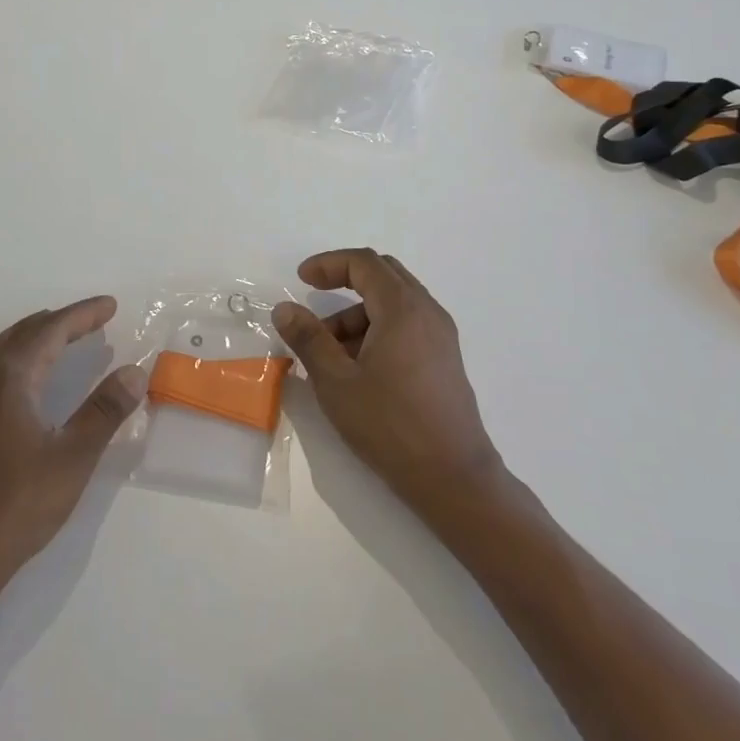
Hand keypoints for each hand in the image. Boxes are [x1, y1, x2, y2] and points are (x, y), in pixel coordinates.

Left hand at [0, 297, 145, 586]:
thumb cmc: (18, 505)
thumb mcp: (73, 457)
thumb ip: (104, 411)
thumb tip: (134, 371)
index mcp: (10, 380)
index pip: (51, 331)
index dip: (82, 315)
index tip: (110, 305)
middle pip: (24, 334)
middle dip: (60, 321)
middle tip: (93, 318)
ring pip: (2, 350)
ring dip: (34, 335)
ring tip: (59, 334)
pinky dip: (15, 356)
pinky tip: (23, 378)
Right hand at [275, 250, 504, 511]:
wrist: (453, 477)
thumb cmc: (390, 425)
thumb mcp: (336, 381)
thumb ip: (308, 339)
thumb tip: (285, 308)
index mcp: (402, 308)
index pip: (364, 263)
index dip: (329, 264)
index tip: (302, 279)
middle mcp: (427, 312)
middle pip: (383, 275)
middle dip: (345, 282)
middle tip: (315, 299)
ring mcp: (441, 336)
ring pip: (395, 303)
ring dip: (359, 313)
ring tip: (330, 351)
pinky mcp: (445, 360)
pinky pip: (407, 325)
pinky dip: (378, 329)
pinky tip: (359, 366)